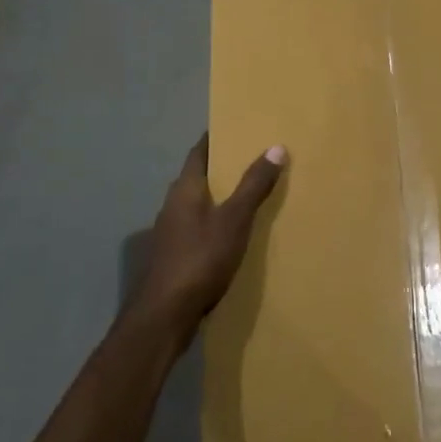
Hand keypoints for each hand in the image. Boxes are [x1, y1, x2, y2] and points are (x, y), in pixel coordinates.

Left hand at [131, 135, 287, 345]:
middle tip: (253, 157)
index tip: (237, 126)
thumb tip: (276, 147)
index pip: (199, 152)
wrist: (164, 315)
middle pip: (199, 177)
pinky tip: (234, 234)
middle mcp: (172, 205)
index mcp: (185, 189)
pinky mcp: (174, 257)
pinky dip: (216, 222)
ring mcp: (171, 233)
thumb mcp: (235, 219)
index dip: (216, 138)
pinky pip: (199, 228)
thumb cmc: (200, 259)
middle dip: (223, 167)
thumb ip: (254, 185)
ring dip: (220, 197)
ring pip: (198, 204)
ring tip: (250, 194)